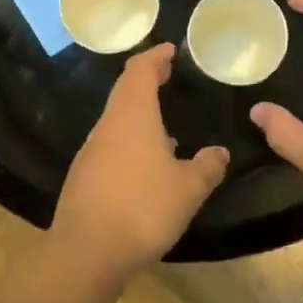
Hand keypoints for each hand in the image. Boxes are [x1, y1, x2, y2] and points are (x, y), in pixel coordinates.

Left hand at [54, 44, 229, 277]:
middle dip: (146, 79)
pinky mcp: (83, 175)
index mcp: (133, 115)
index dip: (155, 56)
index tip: (170, 51)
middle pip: (125, 90)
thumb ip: (207, 167)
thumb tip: (219, 152)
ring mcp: (91, 150)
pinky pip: (110, 144)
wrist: (86, 251)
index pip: (140, 70)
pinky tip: (145, 164)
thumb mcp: (188, 189)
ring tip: (164, 124)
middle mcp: (108, 125)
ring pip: (116, 118)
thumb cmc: (143, 209)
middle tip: (167, 76)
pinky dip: (129, 139)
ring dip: (138, 112)